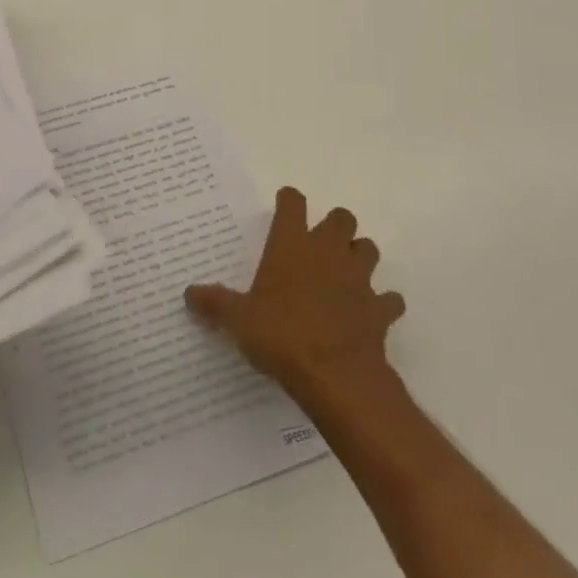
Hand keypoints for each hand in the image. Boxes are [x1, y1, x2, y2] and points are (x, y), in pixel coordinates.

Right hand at [185, 186, 404, 402]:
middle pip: (341, 217)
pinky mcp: (380, 310)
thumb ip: (215, 303)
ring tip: (344, 273)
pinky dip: (382, 303)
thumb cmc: (280, 334)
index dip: (289, 201)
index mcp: (292, 243)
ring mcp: (359, 279)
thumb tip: (188, 294)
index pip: (293, 202)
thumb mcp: (238, 320)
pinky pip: (389, 299)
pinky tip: (369, 314)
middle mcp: (327, 251)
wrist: (336, 376)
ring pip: (368, 249)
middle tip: (317, 245)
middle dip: (333, 226)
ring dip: (359, 256)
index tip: (283, 207)